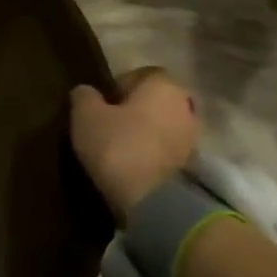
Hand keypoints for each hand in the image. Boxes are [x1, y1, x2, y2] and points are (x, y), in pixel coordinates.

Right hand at [70, 68, 198, 223]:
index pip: (140, 74)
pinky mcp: (193, 167)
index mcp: (164, 85)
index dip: (117, 86)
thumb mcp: (85, 115)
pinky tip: (130, 165)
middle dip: (132, 110)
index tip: (100, 104)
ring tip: (116, 148)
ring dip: (143, 133)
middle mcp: (186, 105)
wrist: (153, 202)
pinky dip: (151, 154)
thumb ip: (84, 96)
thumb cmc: (118, 146)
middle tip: (106, 125)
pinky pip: (165, 150)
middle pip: (153, 101)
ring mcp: (193, 137)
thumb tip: (86, 91)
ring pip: (161, 126)